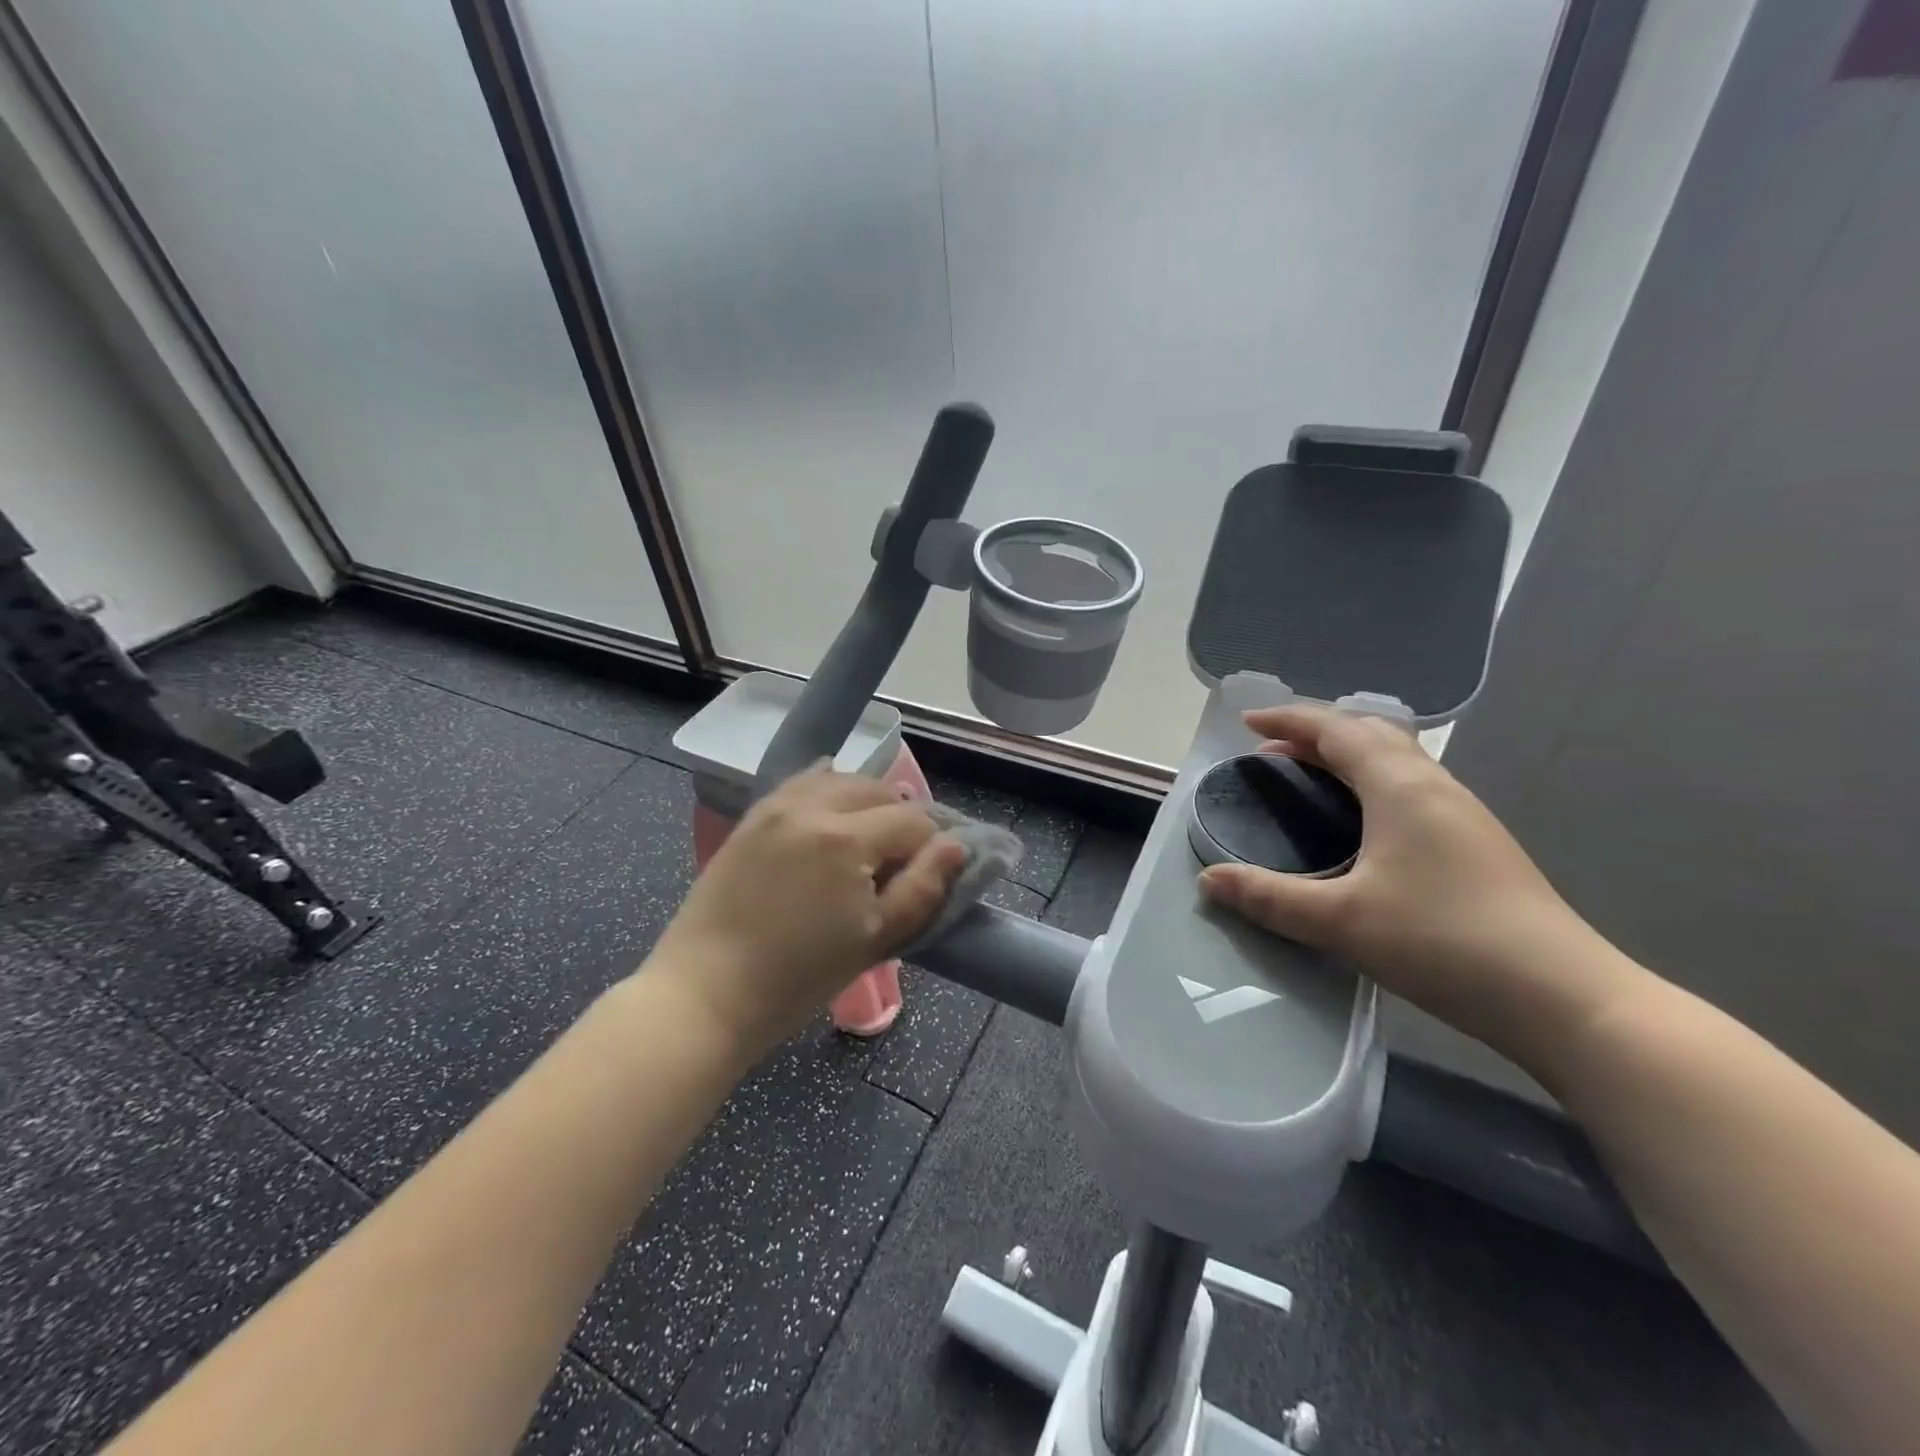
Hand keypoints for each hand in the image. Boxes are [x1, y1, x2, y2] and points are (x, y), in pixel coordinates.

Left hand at [647, 768, 966, 1054]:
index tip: (925, 876)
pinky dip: (827, 790)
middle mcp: (813, 807)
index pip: (913, 821)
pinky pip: (802, 783)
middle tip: (897, 862)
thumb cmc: (800, 976)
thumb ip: (923, 887)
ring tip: (866, 840)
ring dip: (866, 802)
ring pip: (842, 780)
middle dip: (900, 819)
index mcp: (848, 838)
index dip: (930, 846)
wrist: (708, 990)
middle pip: (880, 790)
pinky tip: (831, 814)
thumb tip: (956, 845)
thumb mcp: (876, 939)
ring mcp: (777, 806)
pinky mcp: (753, 816)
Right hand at [1197, 704, 1636, 1067]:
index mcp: (1400, 786)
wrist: (1563, 998)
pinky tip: (1362, 825)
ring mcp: (1463, 814)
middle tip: (1274, 753)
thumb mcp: (1340, 920)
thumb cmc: (1443, 942)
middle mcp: (1434, 786)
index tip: (1246, 723)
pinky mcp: (1477, 843)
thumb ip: (1269, 897)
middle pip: (1371, 733)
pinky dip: (1372, 783)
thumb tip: (1208, 879)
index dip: (1288, 719)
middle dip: (1317, 733)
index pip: (1335, 729)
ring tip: (1310, 781)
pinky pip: (1412, 787)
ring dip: (1348, 756)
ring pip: (1397, 759)